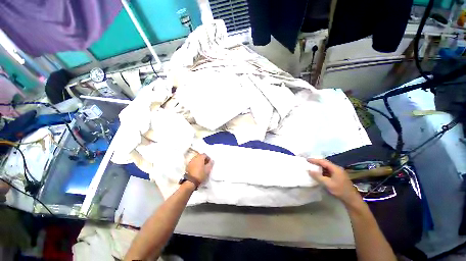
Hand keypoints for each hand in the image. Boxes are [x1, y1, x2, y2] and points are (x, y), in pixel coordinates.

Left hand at [186, 153, 213, 183]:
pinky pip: (193, 163)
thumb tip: (211, 160)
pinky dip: (196, 164)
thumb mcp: (208, 169)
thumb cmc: (201, 174)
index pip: (205, 155)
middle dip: (204, 159)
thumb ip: (210, 163)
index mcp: (200, 157)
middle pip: (200, 156)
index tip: (210, 163)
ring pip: (196, 159)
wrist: (190, 181)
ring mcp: (190, 161)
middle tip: (206, 164)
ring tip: (202, 167)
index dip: (208, 158)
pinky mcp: (188, 166)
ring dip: (200, 162)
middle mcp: (195, 158)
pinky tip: (198, 169)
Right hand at [307, 158, 360, 205]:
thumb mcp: (327, 184)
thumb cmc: (340, 190)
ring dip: (319, 166)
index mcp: (335, 168)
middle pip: (325, 163)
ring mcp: (338, 172)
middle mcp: (337, 168)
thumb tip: (308, 170)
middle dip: (317, 162)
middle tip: (309, 162)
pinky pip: (328, 170)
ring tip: (312, 166)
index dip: (314, 160)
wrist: (352, 199)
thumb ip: (318, 176)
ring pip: (327, 167)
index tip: (307, 159)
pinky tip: (319, 173)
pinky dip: (322, 170)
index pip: (323, 161)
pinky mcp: (338, 176)